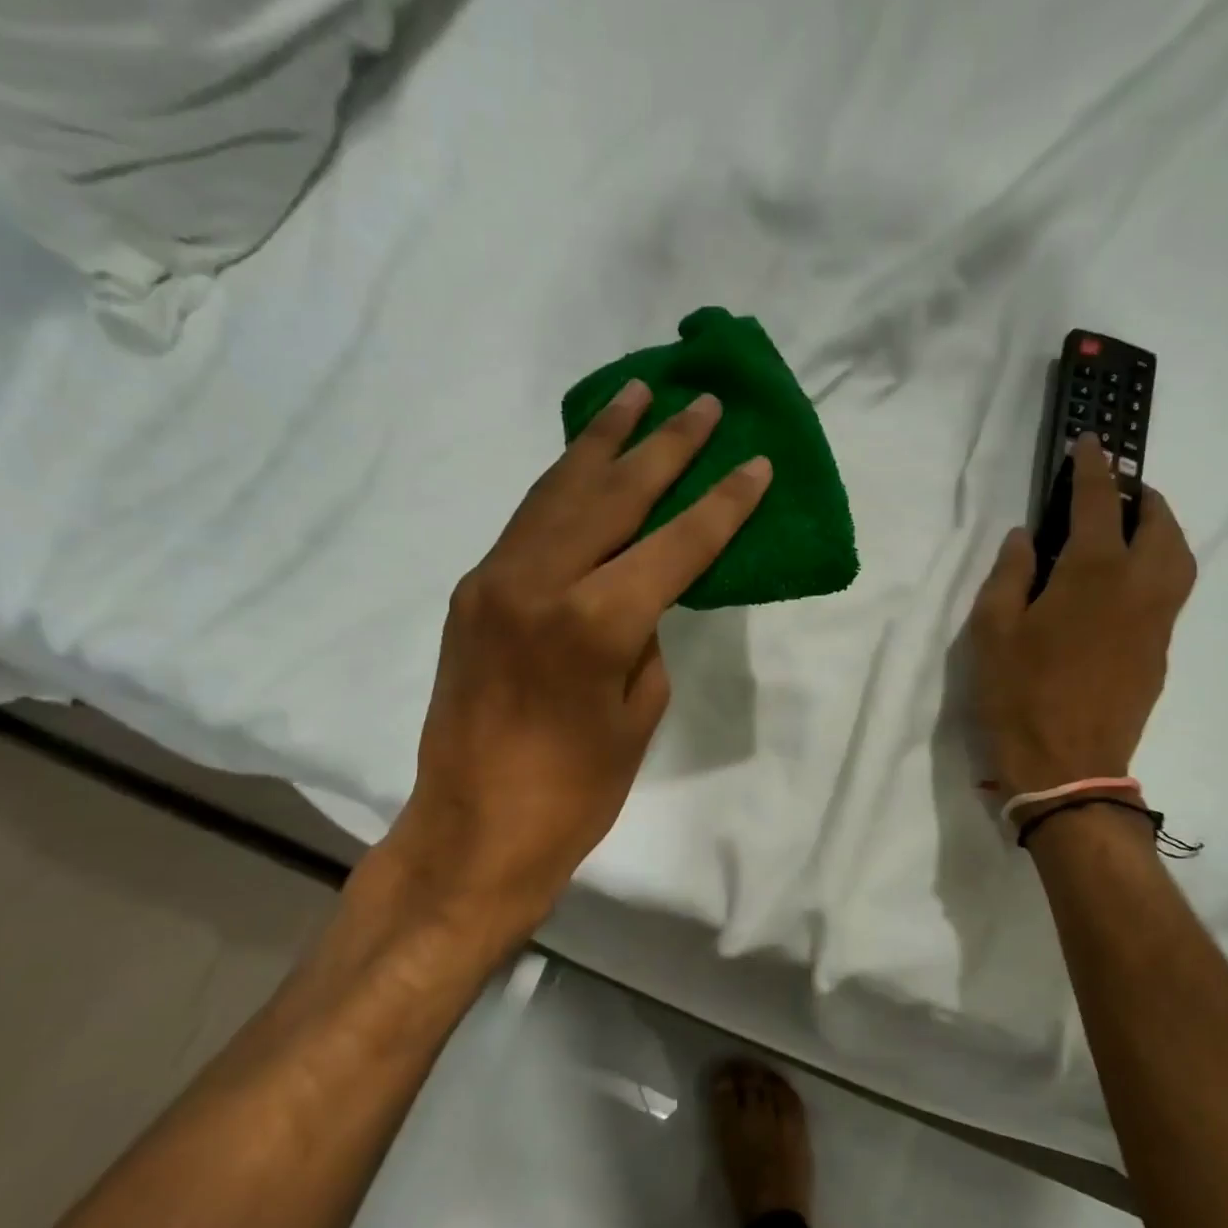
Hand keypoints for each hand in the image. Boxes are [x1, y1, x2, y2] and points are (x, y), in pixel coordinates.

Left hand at [381, 382, 770, 947]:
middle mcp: (539, 581)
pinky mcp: (472, 593)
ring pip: (558, 492)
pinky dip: (562, 486)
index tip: (756, 461)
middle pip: (613, 495)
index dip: (722, 503)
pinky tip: (583, 464)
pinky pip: (527, 522)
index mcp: (594, 621)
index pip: (675, 543)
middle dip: (664, 446)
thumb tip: (639, 593)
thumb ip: (644, 635)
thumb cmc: (576, 792)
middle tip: (700, 402)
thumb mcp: (638, 712)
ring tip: (634, 396)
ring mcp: (495, 581)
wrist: (475, 830)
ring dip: (601, 443)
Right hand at [969, 440, 1195, 793]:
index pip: (1099, 503)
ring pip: (1179, 558)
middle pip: (1161, 525)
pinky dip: (1159, 567)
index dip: (1094, 468)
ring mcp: (1157, 623)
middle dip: (1143, 496)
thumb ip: (1010, 575)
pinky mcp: (1160, 653)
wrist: (1066, 769)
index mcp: (1094, 574)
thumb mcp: (992, 631)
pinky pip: (1171, 592)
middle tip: (1119, 489)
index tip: (1091, 443)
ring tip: (1132, 529)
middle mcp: (1139, 588)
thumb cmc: (1018, 696)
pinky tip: (1127, 583)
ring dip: (1162, 530)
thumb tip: (1026, 538)